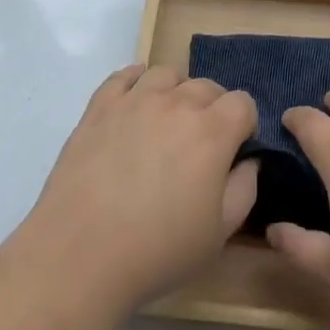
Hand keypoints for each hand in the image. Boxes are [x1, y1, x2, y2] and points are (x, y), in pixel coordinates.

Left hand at [21, 64, 257, 317]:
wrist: (80, 255)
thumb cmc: (158, 250)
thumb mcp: (219, 233)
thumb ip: (244, 189)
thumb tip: (249, 160)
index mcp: (212, 131)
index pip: (243, 102)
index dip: (244, 124)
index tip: (235, 150)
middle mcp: (177, 103)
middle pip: (207, 86)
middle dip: (214, 109)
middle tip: (201, 145)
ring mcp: (135, 99)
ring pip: (168, 74)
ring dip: (176, 92)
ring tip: (168, 122)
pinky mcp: (100, 106)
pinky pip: (124, 75)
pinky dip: (136, 80)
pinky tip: (136, 99)